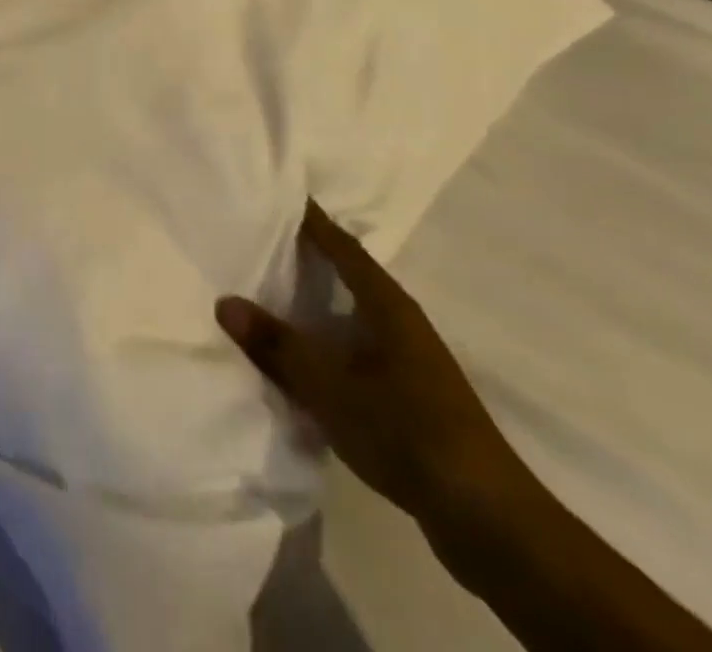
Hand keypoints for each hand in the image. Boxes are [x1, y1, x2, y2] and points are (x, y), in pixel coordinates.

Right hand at [217, 202, 527, 527]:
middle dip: (309, 256)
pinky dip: (327, 341)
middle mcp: (400, 322)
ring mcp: (409, 360)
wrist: (487, 518)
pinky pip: (356, 349)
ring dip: (317, 302)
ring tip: (271, 292)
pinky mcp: (410, 396)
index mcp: (387, 304)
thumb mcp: (330, 388)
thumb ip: (278, 346)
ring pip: (352, 314)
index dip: (312, 220)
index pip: (342, 246)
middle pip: (348, 275)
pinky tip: (303, 357)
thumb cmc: (406, 431)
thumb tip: (225, 302)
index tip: (280, 193)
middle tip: (262, 238)